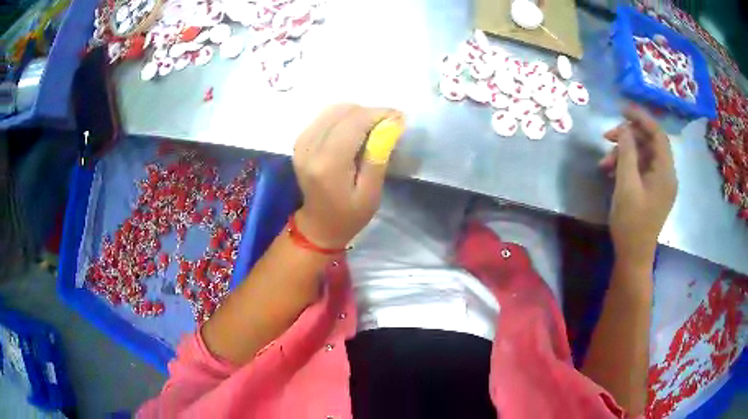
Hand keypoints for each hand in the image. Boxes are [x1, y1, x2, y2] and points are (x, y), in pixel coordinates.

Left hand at [292, 104, 403, 248]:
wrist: (317, 225)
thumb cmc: (348, 216)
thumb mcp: (371, 193)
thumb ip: (378, 157)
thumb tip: (390, 124)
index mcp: (328, 163)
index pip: (354, 122)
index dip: (379, 114)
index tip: (399, 119)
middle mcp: (310, 147)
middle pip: (343, 111)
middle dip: (370, 112)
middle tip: (388, 125)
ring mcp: (302, 142)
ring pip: (333, 109)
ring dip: (357, 113)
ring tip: (373, 128)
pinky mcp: (300, 141)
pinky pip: (324, 117)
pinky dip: (343, 117)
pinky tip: (354, 130)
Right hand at [599, 106, 676, 265]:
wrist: (633, 256)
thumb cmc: (631, 223)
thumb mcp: (626, 185)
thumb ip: (628, 152)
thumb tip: (626, 128)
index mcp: (666, 172)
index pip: (658, 134)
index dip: (641, 117)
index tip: (621, 109)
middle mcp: (667, 174)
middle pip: (650, 142)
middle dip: (628, 136)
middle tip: (606, 137)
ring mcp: (660, 183)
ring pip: (643, 155)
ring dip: (624, 153)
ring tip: (604, 162)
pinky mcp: (653, 191)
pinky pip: (642, 168)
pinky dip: (627, 165)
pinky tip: (611, 171)